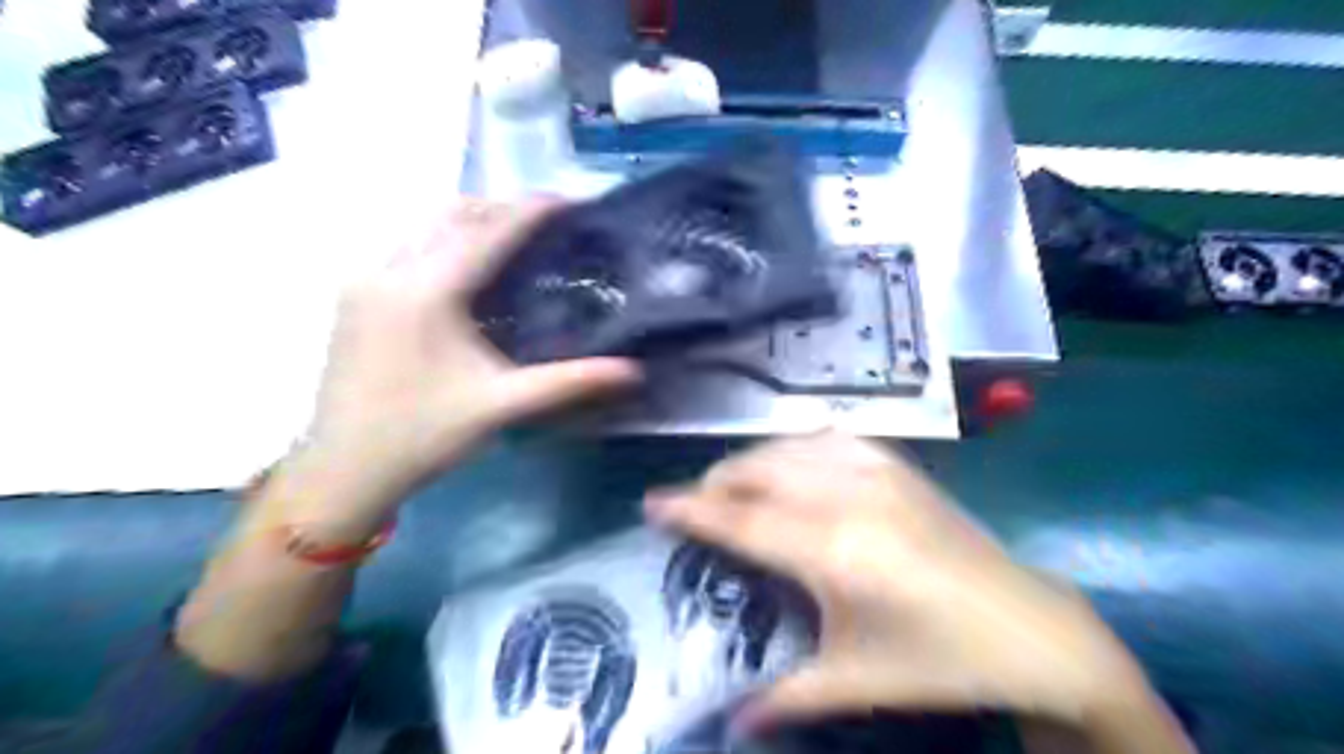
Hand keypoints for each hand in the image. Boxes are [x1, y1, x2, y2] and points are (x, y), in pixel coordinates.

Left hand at [302, 197, 640, 510]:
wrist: (343, 470)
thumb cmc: (425, 435)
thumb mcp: (502, 405)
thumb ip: (570, 381)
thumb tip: (632, 371)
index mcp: (428, 290)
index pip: (489, 232)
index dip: (531, 211)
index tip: (569, 200)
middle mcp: (389, 270)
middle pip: (452, 214)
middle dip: (501, 209)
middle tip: (546, 224)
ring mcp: (364, 280)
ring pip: (423, 226)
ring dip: (469, 222)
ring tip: (511, 239)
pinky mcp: (353, 296)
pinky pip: (404, 246)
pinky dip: (441, 241)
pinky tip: (464, 269)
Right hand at [646, 434, 1149, 732]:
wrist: (1032, 631)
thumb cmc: (938, 662)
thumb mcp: (854, 682)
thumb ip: (784, 697)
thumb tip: (729, 723)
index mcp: (832, 552)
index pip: (740, 520)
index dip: (690, 509)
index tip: (652, 502)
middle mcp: (847, 498)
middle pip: (757, 471)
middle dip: (715, 482)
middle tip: (695, 504)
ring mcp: (877, 473)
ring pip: (788, 446)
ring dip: (752, 461)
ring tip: (735, 485)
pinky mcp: (900, 465)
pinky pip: (830, 438)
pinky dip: (796, 447)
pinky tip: (792, 464)